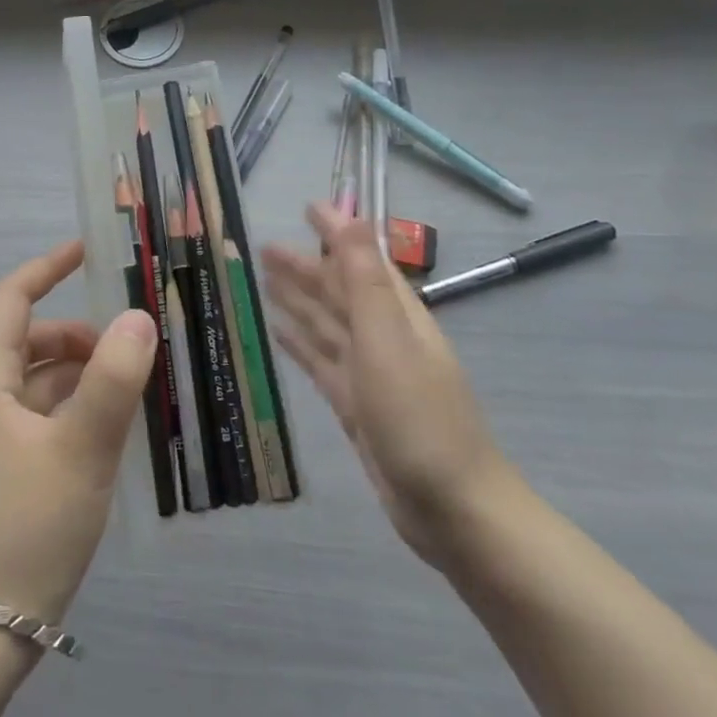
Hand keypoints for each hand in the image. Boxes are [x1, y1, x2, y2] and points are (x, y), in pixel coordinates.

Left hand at [0, 240, 159, 623]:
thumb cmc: (26, 527)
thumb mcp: (80, 448)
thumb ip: (112, 380)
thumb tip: (138, 316)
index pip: (11, 301)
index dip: (45, 268)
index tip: (85, 251)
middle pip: (29, 343)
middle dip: (77, 334)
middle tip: (129, 346)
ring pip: (39, 385)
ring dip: (81, 375)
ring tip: (131, 387)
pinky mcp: (5, 476)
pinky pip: (43, 421)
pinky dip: (75, 411)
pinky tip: (110, 431)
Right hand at [262, 202, 517, 564]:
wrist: (452, 509)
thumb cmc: (419, 418)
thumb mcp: (387, 340)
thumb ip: (365, 279)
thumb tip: (353, 216)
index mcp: (397, 315)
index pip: (362, 260)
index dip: (337, 232)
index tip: (308, 207)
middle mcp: (384, 338)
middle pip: (338, 292)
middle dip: (305, 267)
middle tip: (264, 247)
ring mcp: (370, 373)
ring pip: (326, 325)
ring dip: (299, 300)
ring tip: (265, 280)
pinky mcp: (356, 406)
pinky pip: (321, 362)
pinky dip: (300, 344)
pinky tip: (279, 334)